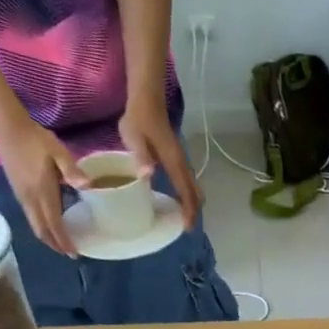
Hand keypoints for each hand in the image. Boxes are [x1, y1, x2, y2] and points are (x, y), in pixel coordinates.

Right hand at [0, 115, 86, 255]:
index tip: (75, 253)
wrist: (6, 127)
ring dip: (47, 237)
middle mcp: (30, 198)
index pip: (54, 224)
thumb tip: (87, 186)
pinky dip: (41, 226)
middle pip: (42, 229)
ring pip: (34, 224)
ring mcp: (21, 195)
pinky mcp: (17, 191)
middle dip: (55, 244)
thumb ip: (72, 170)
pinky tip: (49, 225)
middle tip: (70, 253)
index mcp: (42, 192)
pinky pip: (30, 216)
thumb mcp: (58, 152)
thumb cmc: (35, 139)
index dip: (63, 240)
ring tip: (61, 244)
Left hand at [120, 98, 201, 229]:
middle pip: (195, 193)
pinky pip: (187, 182)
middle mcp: (181, 165)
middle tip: (187, 228)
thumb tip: (148, 175)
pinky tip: (179, 201)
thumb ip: (140, 155)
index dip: (188, 210)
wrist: (148, 100)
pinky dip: (188, 195)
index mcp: (173, 163)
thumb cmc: (139, 118)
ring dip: (192, 204)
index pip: (186, 192)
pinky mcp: (177, 160)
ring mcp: (181, 162)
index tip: (187, 227)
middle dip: (193, 212)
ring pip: (193, 188)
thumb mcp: (133, 136)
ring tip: (184, 218)